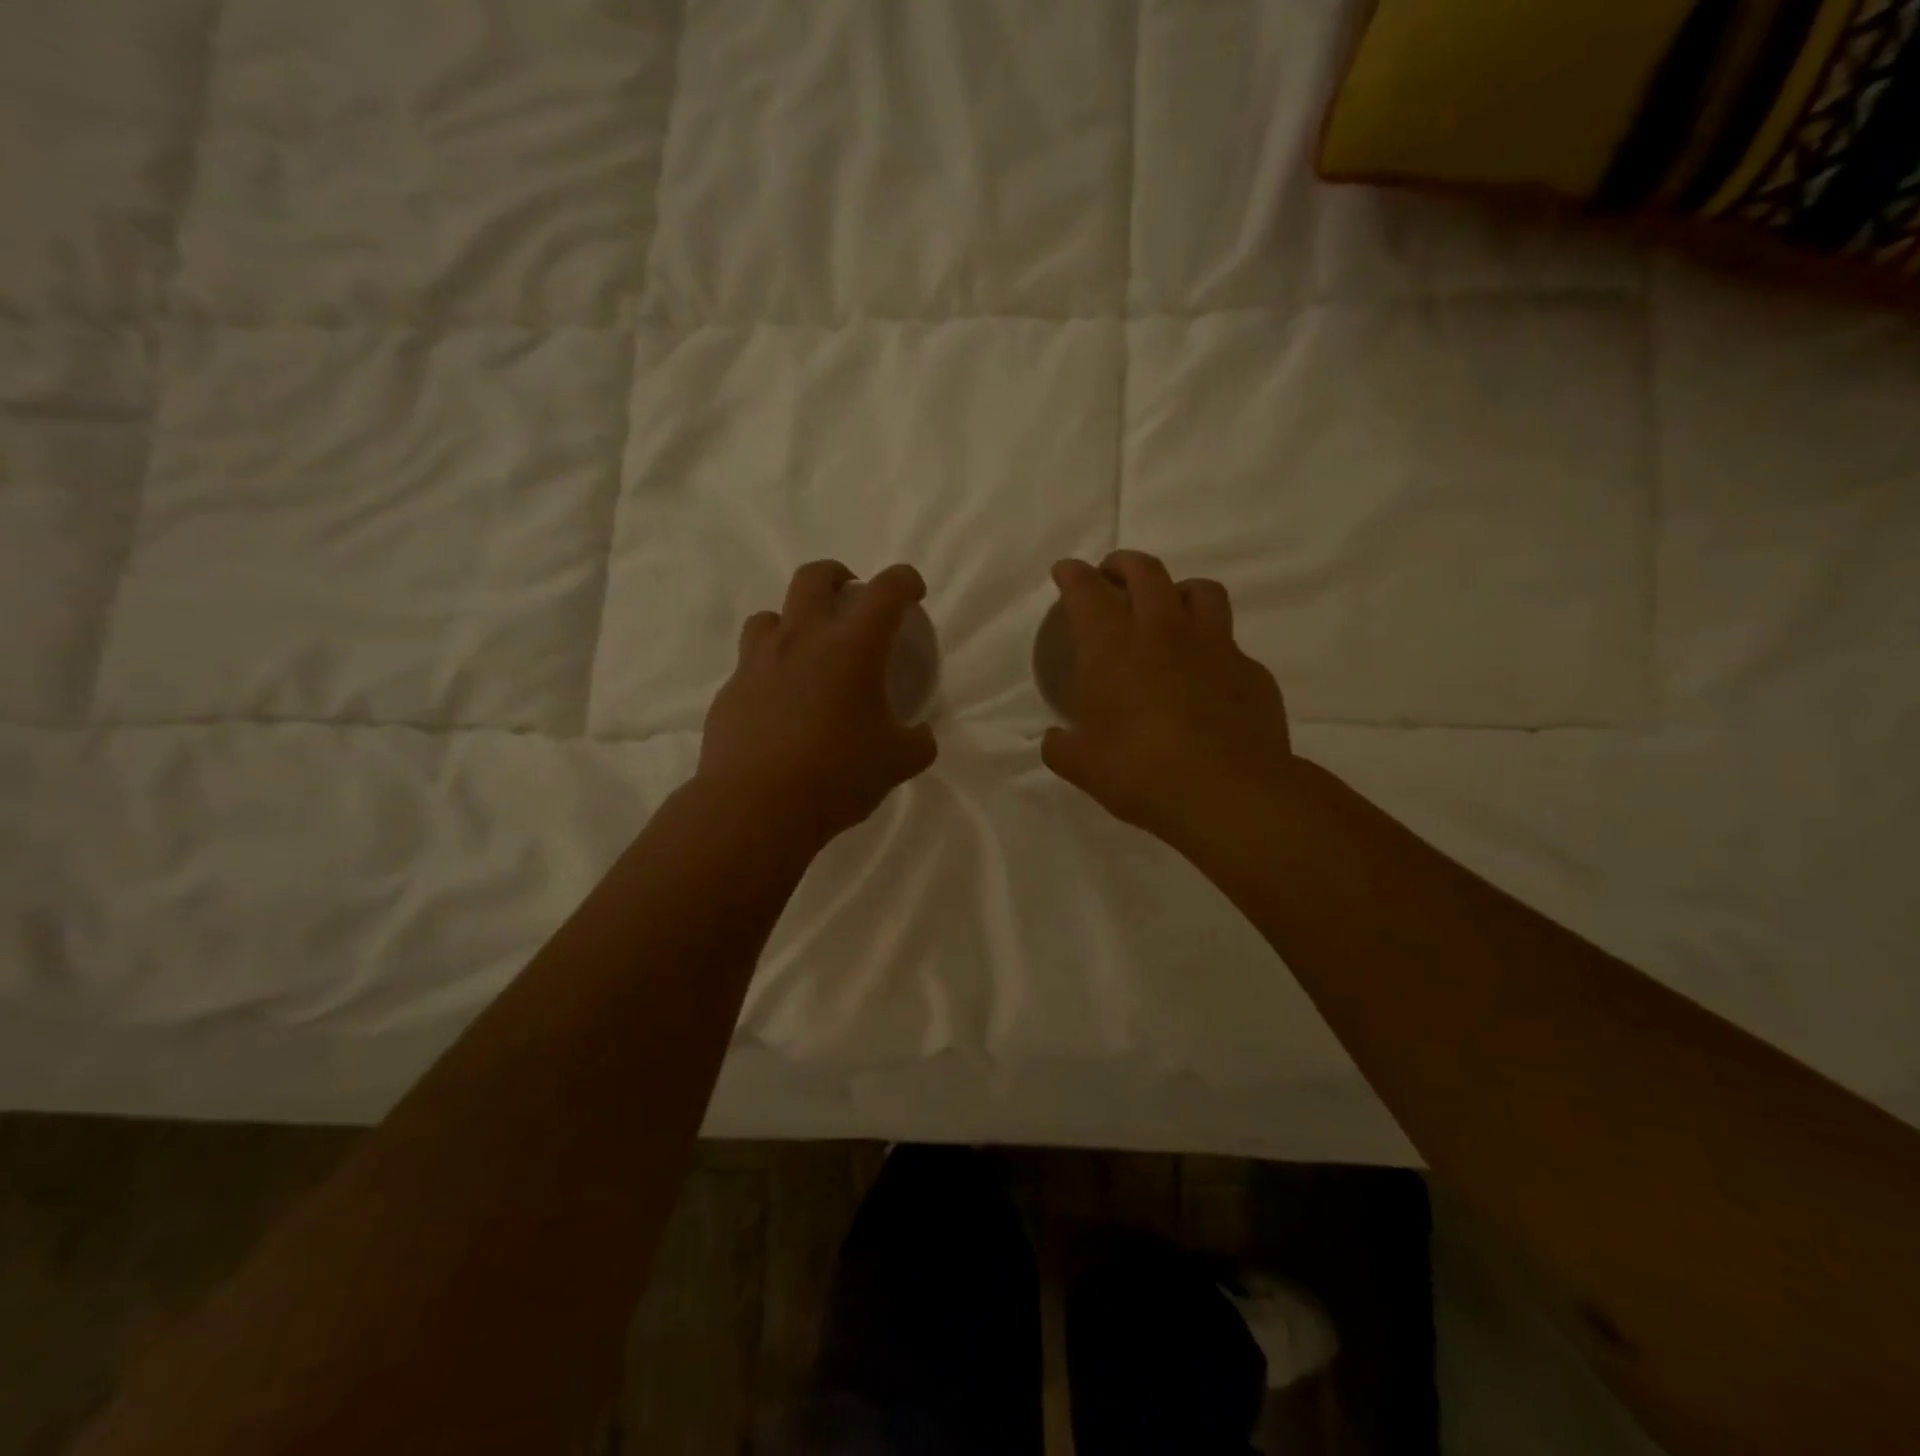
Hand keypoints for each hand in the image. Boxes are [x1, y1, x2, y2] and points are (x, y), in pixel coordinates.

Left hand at [698, 561, 938, 842]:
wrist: (755, 807)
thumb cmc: (836, 775)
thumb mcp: (897, 763)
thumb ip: (918, 743)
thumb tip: (921, 736)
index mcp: (851, 647)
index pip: (886, 591)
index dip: (905, 581)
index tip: (913, 591)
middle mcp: (802, 640)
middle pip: (815, 577)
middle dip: (838, 576)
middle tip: (851, 599)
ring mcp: (759, 662)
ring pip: (771, 615)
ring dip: (793, 622)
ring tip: (807, 652)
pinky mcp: (731, 690)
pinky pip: (750, 664)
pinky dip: (769, 670)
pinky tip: (779, 705)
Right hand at [1041, 551, 1293, 844]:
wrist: (1227, 792)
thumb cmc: (1139, 771)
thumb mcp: (1081, 765)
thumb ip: (1060, 746)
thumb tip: (1054, 739)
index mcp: (1112, 647)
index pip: (1086, 590)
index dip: (1073, 574)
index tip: (1066, 571)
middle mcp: (1163, 631)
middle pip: (1146, 571)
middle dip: (1123, 564)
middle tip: (1113, 575)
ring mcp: (1214, 646)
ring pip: (1200, 590)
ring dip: (1177, 590)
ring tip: (1169, 608)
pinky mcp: (1250, 670)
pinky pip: (1230, 643)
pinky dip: (1212, 647)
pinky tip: (1206, 674)